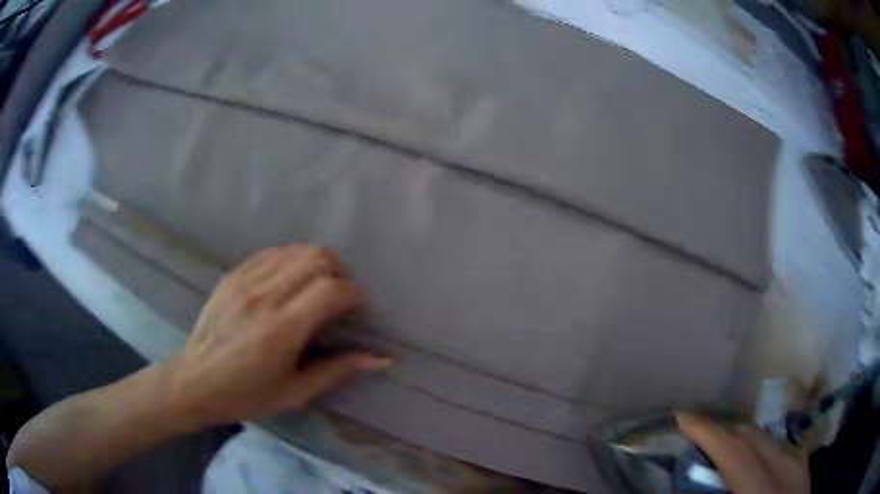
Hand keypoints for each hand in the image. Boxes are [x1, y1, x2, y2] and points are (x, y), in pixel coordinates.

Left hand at [166, 245, 390, 429]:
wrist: (195, 381)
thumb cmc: (246, 395)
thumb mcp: (294, 392)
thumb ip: (338, 370)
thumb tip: (381, 359)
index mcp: (282, 329)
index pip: (331, 290)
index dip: (354, 296)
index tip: (356, 312)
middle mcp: (264, 296)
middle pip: (317, 257)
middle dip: (338, 273)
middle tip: (336, 299)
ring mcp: (245, 280)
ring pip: (295, 249)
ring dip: (314, 264)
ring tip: (313, 289)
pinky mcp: (232, 275)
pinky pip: (270, 252)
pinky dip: (289, 261)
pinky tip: (287, 283)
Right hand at [676, 412, 809, 493]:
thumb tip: (681, 483)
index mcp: (761, 490)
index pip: (734, 451)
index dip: (708, 431)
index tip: (683, 416)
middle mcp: (786, 471)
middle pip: (754, 438)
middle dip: (724, 431)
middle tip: (698, 433)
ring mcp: (800, 467)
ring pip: (770, 439)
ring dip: (744, 438)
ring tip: (724, 443)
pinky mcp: (804, 471)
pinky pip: (784, 448)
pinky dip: (765, 447)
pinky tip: (757, 455)